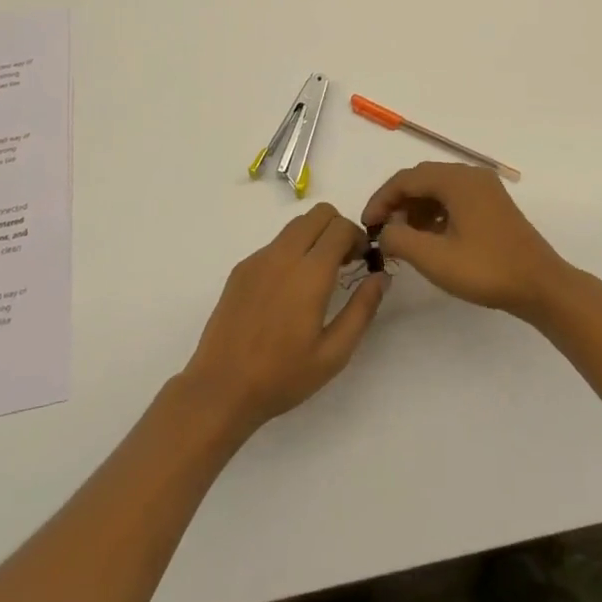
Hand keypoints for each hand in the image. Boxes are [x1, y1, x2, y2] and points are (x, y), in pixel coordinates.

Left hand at [180, 203, 387, 436]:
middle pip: (319, 213)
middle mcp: (284, 255)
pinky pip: (275, 244)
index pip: (341, 227)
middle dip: (338, 229)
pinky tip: (287, 291)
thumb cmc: (282, 376)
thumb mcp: (334, 354)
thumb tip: (381, 276)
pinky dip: (291, 251)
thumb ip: (362, 310)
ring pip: (296, 224)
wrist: (221, 388)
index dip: (358, 237)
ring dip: (314, 236)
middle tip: (343, 262)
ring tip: (317, 276)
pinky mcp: (242, 268)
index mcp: (310, 273)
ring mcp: (259, 258)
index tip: (362, 261)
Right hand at [361, 161, 571, 319]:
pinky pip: (454, 198)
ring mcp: (485, 188)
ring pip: (438, 189)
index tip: (367, 226)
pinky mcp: (493, 204)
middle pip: (422, 179)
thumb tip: (384, 231)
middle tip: (382, 231)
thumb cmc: (486, 269)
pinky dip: (435, 212)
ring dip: (416, 208)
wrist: (541, 285)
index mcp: (456, 180)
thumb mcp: (435, 259)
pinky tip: (430, 238)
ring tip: (403, 237)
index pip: (406, 179)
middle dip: (398, 202)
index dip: (381, 200)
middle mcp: (470, 175)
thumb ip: (400, 240)